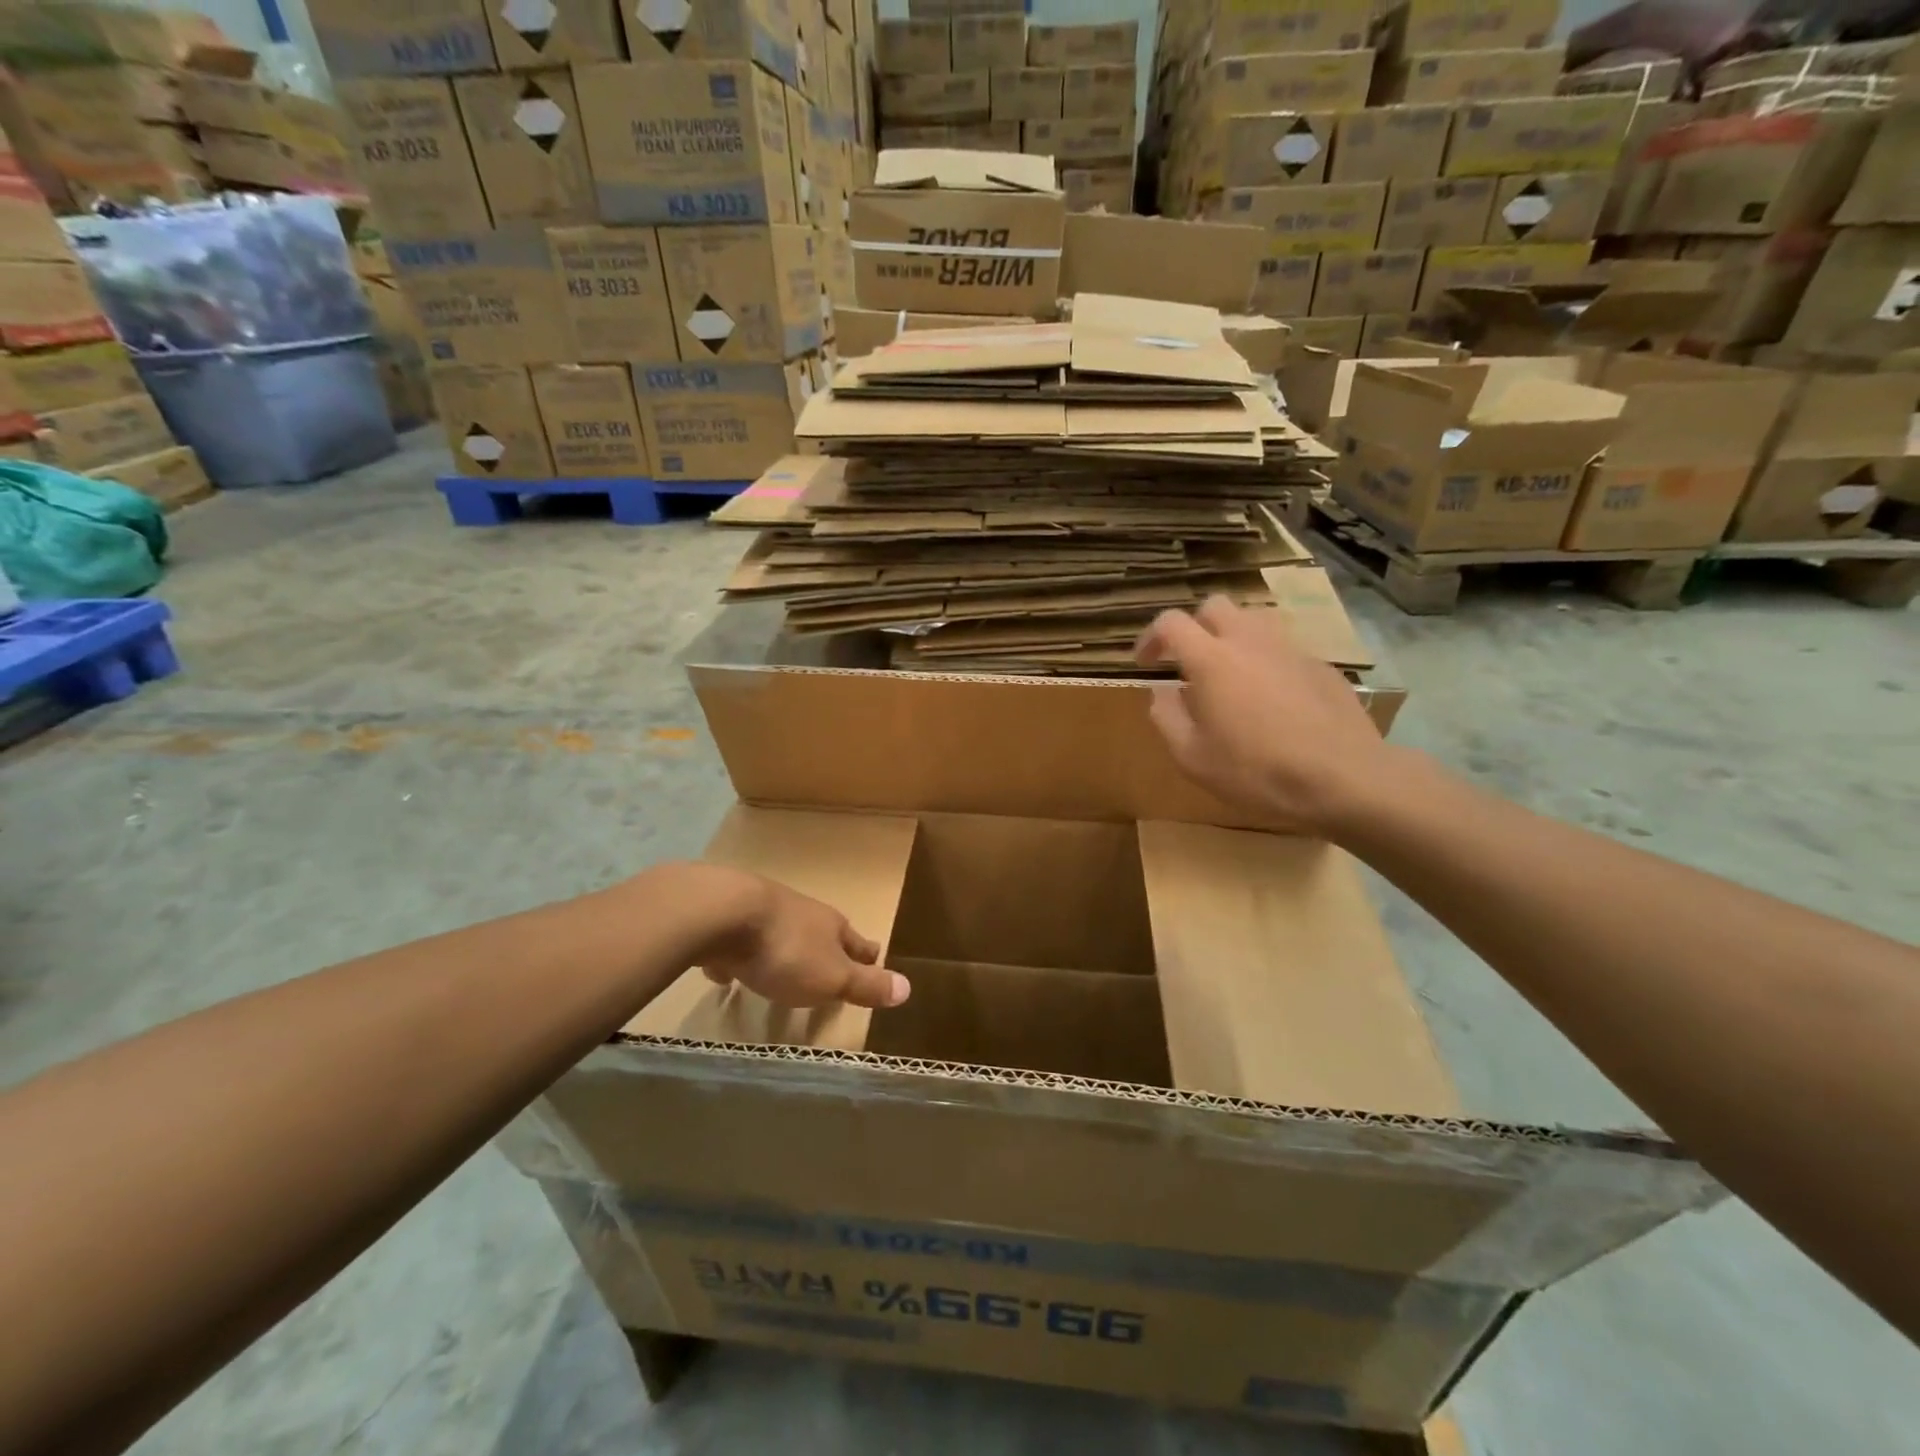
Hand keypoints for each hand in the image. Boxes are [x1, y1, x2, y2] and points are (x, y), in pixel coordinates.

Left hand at [688, 867, 910, 1010]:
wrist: (725, 913)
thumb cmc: (787, 950)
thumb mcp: (832, 977)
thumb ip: (866, 984)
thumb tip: (907, 988)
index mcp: (831, 927)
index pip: (858, 943)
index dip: (868, 955)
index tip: (876, 957)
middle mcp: (802, 914)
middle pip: (821, 933)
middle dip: (828, 948)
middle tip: (830, 966)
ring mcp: (764, 912)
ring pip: (782, 933)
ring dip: (785, 949)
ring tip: (781, 969)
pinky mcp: (728, 919)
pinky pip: (739, 941)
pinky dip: (737, 955)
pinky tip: (725, 971)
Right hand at [1135, 595, 1396, 835]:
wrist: (1343, 777)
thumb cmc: (1256, 770)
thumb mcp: (1192, 757)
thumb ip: (1167, 717)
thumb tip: (1162, 692)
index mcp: (1211, 659)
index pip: (1171, 622)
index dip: (1151, 636)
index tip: (1145, 662)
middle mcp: (1250, 640)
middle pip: (1215, 606)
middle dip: (1194, 627)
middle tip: (1188, 662)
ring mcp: (1290, 648)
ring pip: (1253, 620)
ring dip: (1232, 637)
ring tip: (1230, 674)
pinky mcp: (1321, 665)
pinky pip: (1284, 648)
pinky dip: (1266, 661)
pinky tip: (1271, 699)